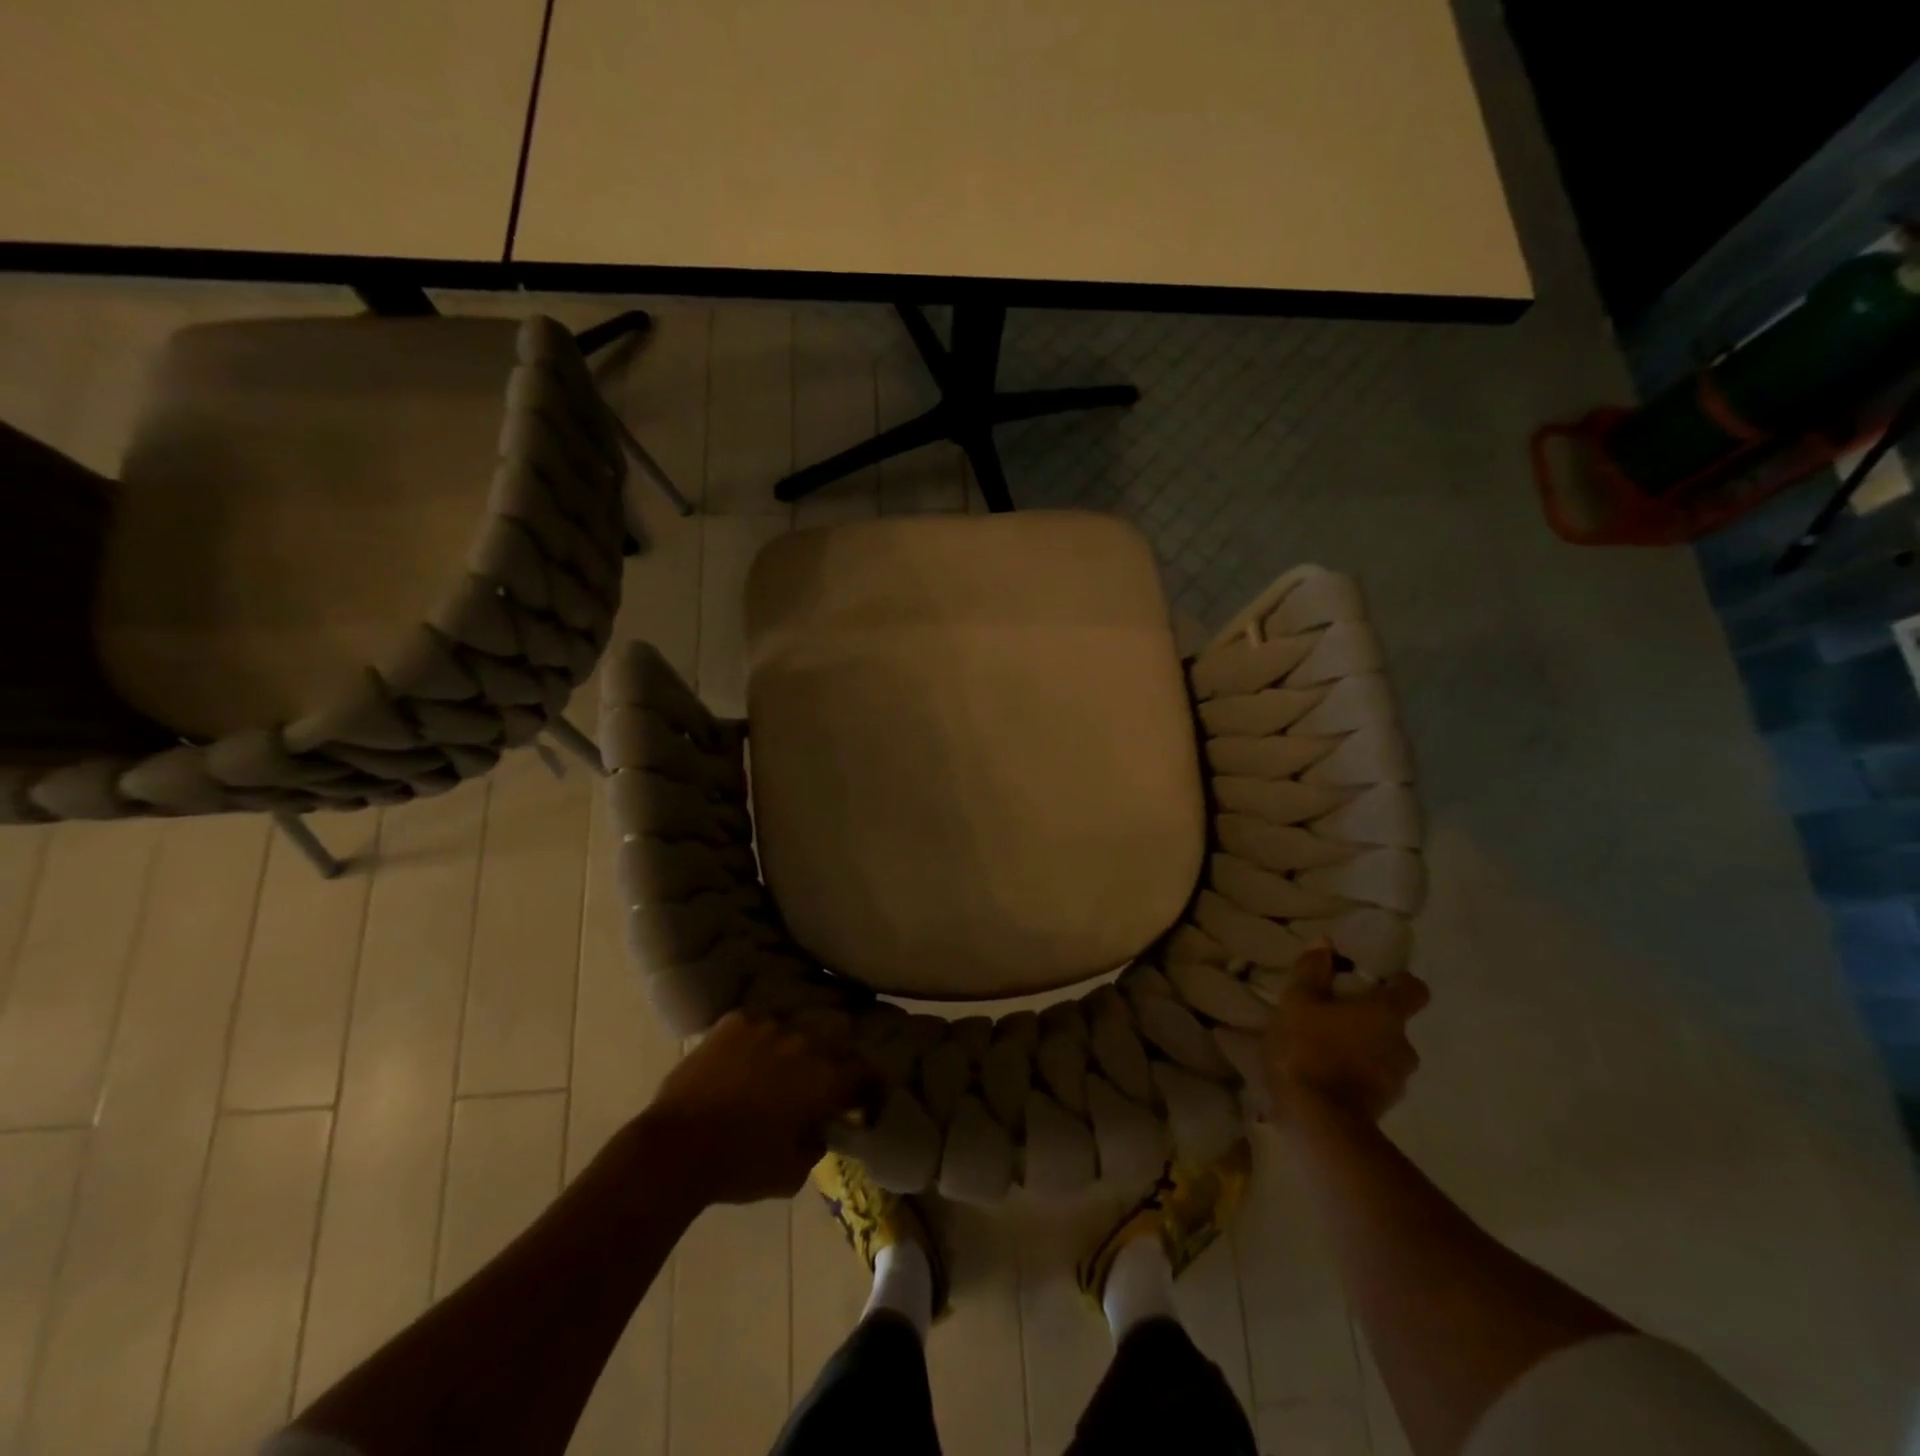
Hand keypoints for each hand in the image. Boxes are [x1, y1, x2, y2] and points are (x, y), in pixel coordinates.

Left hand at [636, 1011, 874, 1207]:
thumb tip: (819, 1128)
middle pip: (838, 1037)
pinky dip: (760, 1039)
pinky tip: (747, 1058)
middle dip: (836, 1057)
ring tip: (781, 1065)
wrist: (676, 1148)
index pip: (866, 1070)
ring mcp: (769, 1025)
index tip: (862, 1099)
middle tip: (822, 1080)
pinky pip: (760, 1023)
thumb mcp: (792, 1174)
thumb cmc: (739, 1167)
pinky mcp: (736, 1020)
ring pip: (797, 1026)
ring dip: (797, 1045)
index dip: (870, 1085)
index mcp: (825, 1078)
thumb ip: (816, 1144)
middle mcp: (806, 1041)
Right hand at [1263, 944, 1428, 1121]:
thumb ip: (1312, 971)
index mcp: (1387, 1014)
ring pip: (1383, 1053)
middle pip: (1393, 1023)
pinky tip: (1324, 1075)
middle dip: (1367, 1019)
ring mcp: (1398, 1081)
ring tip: (1323, 1049)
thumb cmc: (1307, 1049)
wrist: (1316, 1120)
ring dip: (1361, 1048)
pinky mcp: (1384, 1107)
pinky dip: (1355, 1074)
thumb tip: (1325, 944)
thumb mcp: (1296, 1001)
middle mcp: (1404, 1045)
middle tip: (1331, 1017)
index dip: (1396, 982)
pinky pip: (1373, 1079)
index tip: (1370, 981)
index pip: (1414, 989)